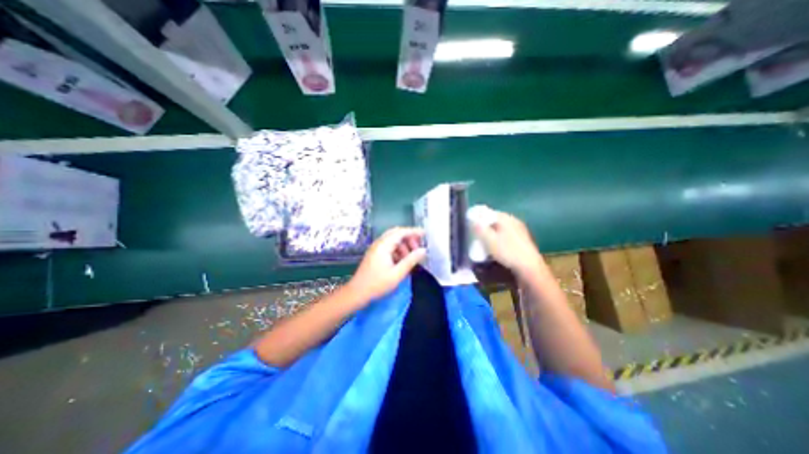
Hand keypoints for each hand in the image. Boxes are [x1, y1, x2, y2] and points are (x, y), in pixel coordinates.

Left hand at [344, 228, 425, 305]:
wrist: (357, 293)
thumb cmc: (377, 284)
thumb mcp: (397, 274)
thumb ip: (411, 260)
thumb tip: (423, 250)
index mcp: (384, 245)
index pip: (401, 232)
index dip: (414, 232)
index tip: (425, 234)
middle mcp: (379, 243)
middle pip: (396, 234)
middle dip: (409, 238)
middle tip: (419, 247)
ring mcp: (376, 248)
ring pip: (393, 240)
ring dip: (403, 245)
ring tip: (411, 257)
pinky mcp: (375, 254)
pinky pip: (389, 247)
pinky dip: (397, 250)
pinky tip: (402, 261)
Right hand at [475, 209, 543, 277]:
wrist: (529, 267)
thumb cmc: (507, 252)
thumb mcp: (489, 240)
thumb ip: (479, 228)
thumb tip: (472, 220)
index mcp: (505, 218)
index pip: (488, 212)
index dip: (478, 219)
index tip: (471, 227)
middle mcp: (514, 220)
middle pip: (494, 220)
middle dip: (485, 227)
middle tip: (477, 236)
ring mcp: (520, 229)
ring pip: (501, 228)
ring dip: (492, 234)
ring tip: (486, 243)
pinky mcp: (523, 239)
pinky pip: (507, 235)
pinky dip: (499, 239)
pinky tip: (497, 248)